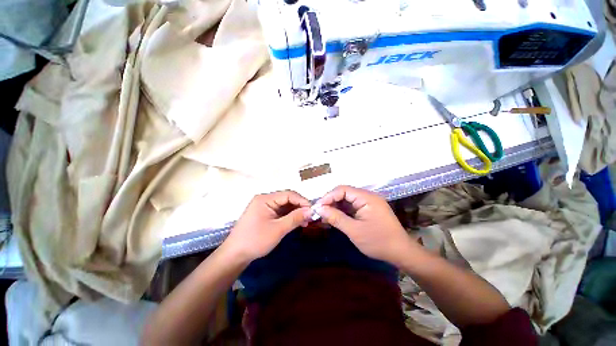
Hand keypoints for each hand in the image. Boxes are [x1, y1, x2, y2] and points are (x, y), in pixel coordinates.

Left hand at [223, 190, 311, 262]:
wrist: (235, 255)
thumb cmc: (255, 240)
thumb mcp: (278, 229)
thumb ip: (295, 218)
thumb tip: (311, 211)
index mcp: (265, 199)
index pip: (288, 194)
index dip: (302, 201)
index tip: (312, 210)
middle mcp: (265, 199)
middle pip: (287, 199)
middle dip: (299, 207)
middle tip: (310, 218)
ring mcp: (264, 207)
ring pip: (285, 206)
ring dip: (295, 213)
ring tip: (305, 222)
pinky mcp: (265, 214)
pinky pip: (280, 212)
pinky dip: (289, 217)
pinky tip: (296, 223)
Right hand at [315, 185, 415, 265]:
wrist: (401, 253)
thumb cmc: (378, 242)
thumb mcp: (354, 231)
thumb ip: (336, 218)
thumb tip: (319, 209)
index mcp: (366, 197)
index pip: (343, 190)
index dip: (328, 196)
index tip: (318, 207)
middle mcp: (367, 196)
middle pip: (344, 193)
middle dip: (331, 202)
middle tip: (320, 213)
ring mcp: (369, 203)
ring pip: (347, 200)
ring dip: (336, 207)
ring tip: (325, 217)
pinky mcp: (368, 210)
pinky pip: (352, 207)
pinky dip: (343, 212)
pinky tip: (335, 218)